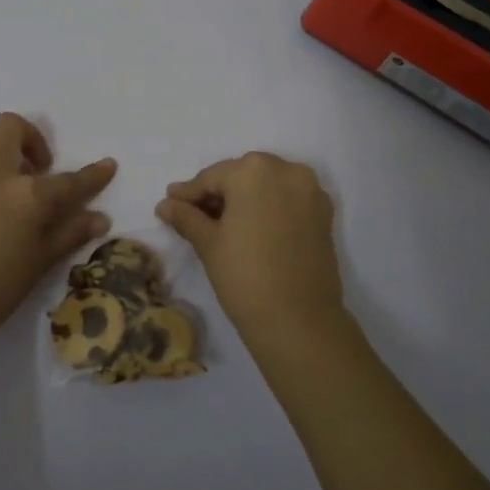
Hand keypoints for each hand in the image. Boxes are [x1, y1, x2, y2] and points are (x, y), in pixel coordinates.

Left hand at [0, 113, 114, 348]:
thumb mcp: (41, 261)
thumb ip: (70, 232)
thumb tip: (100, 218)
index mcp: (26, 195)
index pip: (68, 181)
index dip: (93, 175)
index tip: (108, 165)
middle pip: (12, 127)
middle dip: (32, 138)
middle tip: (41, 169)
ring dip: (2, 144)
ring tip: (14, 174)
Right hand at [156, 152, 352, 348]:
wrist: (298, 320)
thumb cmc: (244, 276)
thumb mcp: (208, 243)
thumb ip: (186, 217)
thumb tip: (165, 204)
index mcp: (254, 170)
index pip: (212, 177)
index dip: (188, 193)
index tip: (169, 203)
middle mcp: (286, 170)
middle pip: (242, 176)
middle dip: (217, 193)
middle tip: (193, 214)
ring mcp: (310, 190)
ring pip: (267, 186)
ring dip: (244, 199)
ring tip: (220, 223)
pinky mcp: (324, 213)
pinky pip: (287, 200)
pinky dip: (268, 208)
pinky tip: (251, 228)